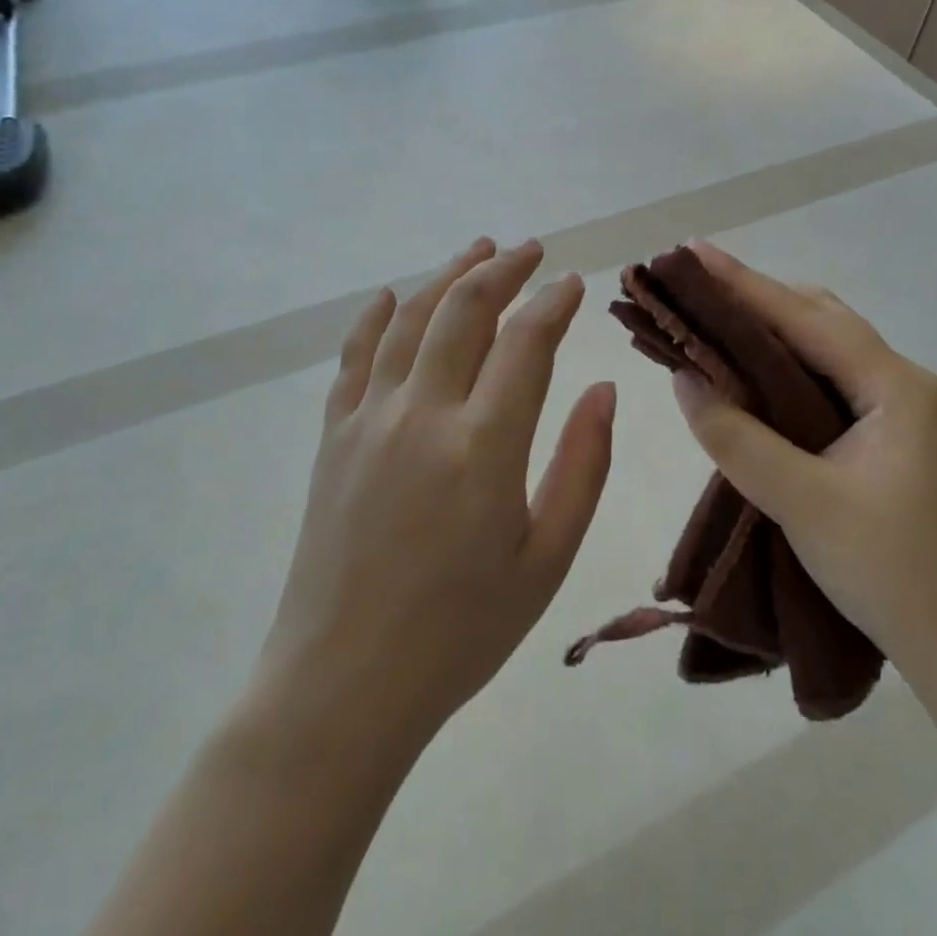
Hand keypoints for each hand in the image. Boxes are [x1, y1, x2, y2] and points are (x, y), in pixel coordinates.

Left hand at [252, 237, 615, 754]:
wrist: (343, 685)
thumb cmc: (460, 632)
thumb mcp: (546, 560)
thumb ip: (582, 466)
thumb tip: (603, 390)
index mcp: (483, 447)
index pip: (526, 342)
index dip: (553, 302)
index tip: (573, 283)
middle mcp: (422, 414)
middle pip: (465, 310)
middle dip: (503, 269)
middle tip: (530, 250)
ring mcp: (369, 420)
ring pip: (410, 319)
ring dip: (447, 276)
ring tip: (476, 250)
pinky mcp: (333, 437)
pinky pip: (354, 356)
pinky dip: (375, 317)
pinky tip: (391, 296)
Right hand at [669, 242, 936, 696]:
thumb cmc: (892, 572)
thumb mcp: (802, 502)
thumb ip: (737, 437)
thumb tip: (684, 377)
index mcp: (893, 386)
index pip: (805, 318)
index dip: (744, 284)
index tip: (692, 253)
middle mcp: (901, 384)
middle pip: (820, 320)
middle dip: (758, 298)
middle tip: (697, 288)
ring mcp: (900, 413)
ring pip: (825, 350)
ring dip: (772, 331)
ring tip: (715, 320)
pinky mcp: (890, 440)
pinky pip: (828, 382)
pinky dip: (785, 368)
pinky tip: (754, 376)